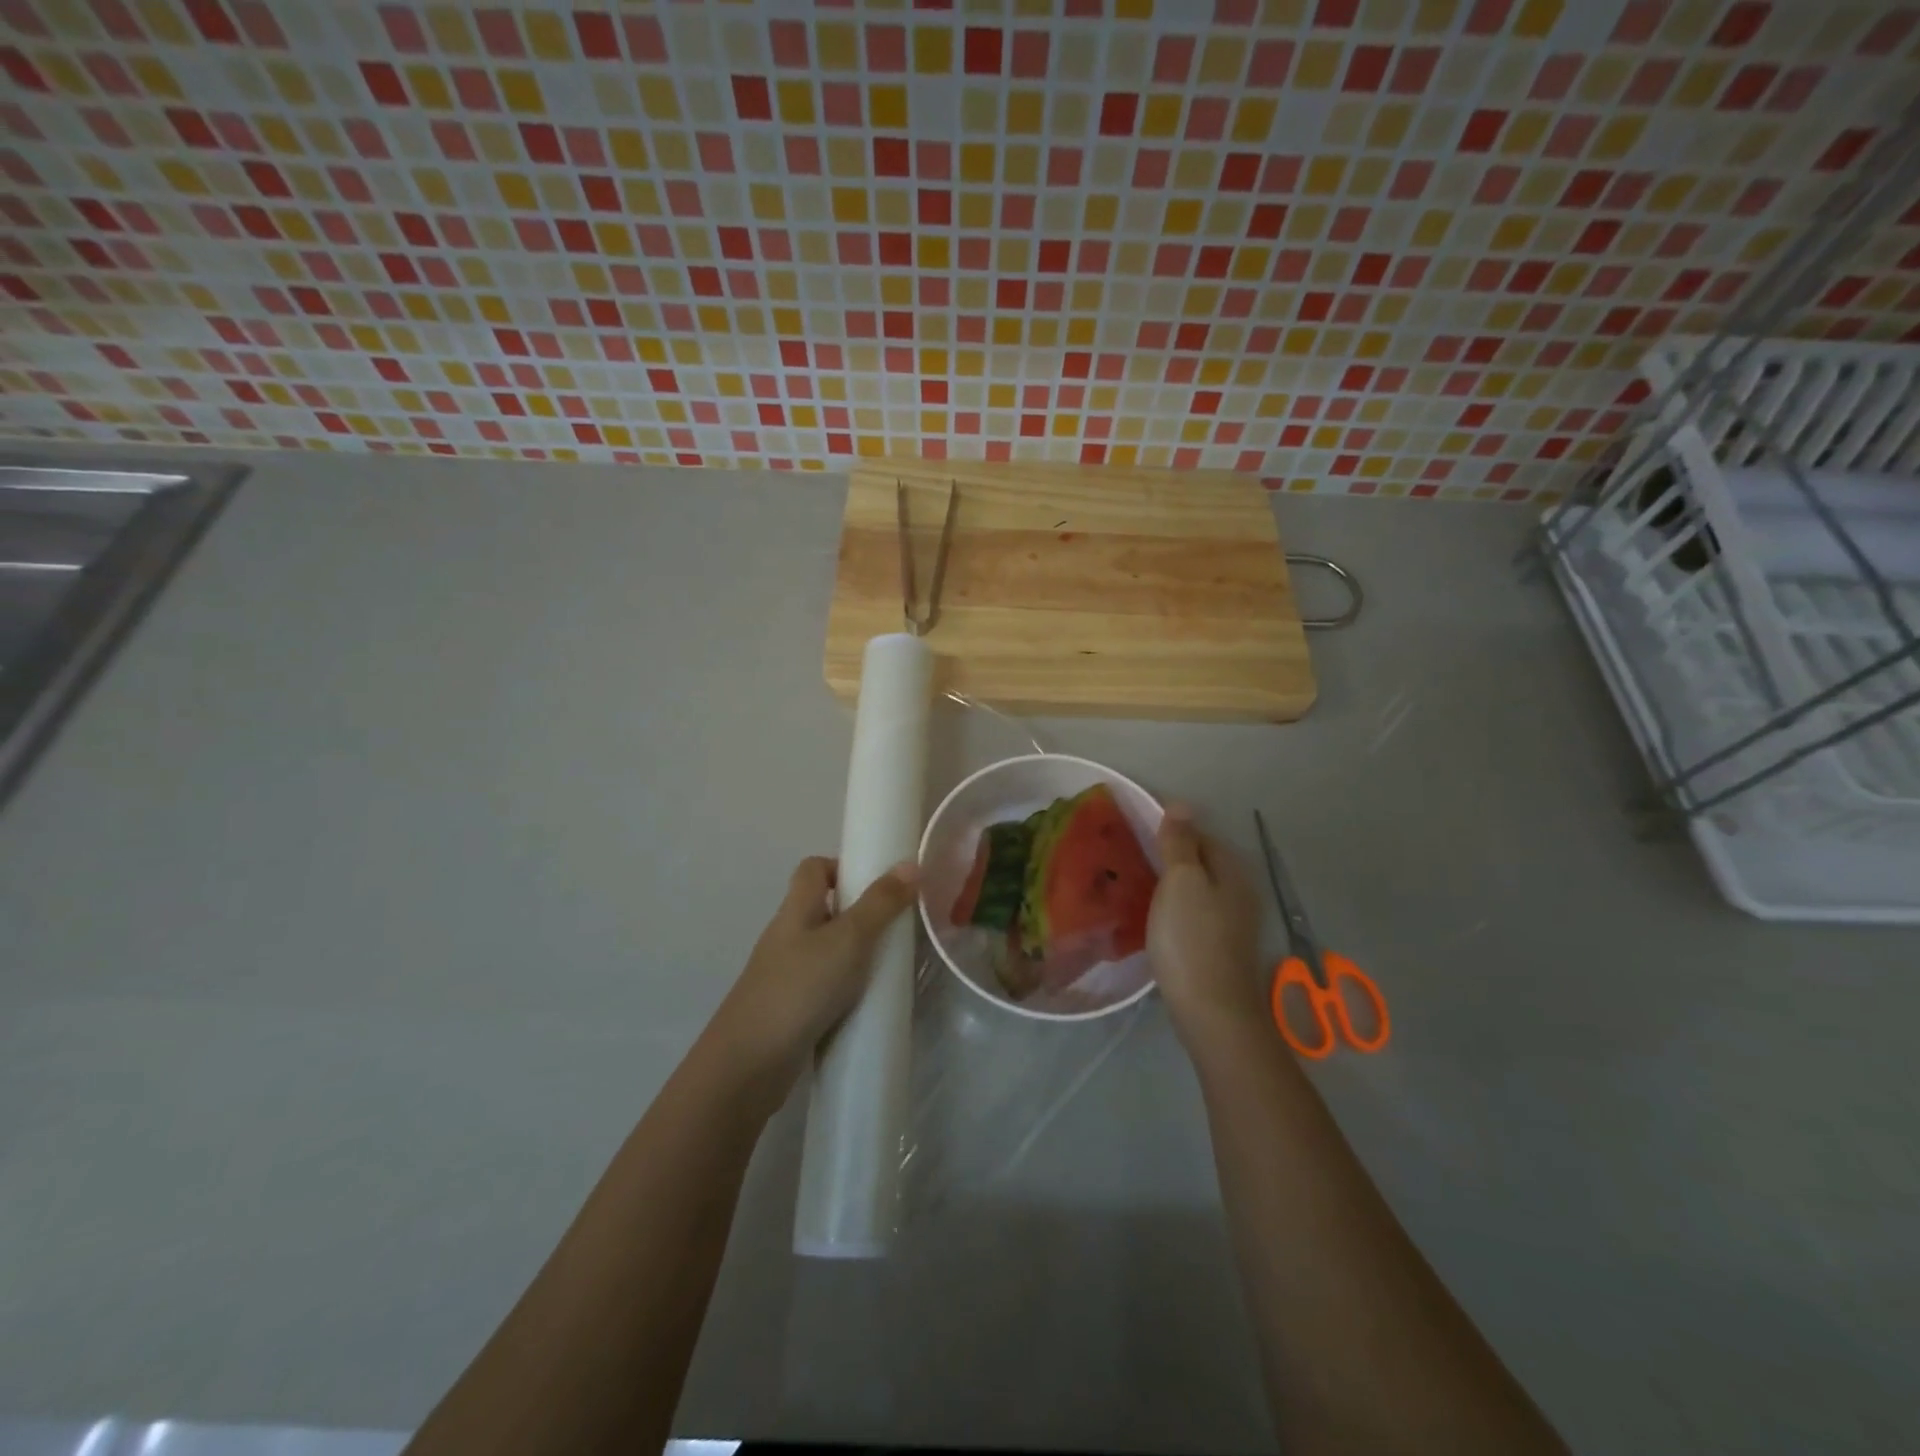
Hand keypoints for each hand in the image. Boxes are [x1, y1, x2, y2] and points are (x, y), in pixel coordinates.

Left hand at [708, 856, 919, 1091]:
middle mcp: (788, 936)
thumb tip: (910, 864)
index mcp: (796, 910)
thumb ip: (880, 904)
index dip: (843, 867)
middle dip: (860, 914)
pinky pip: (825, 986)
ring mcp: (786, 975)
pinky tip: (869, 1002)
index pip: (813, 869)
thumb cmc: (800, 988)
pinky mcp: (791, 1009)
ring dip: (857, 954)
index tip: (879, 883)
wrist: (748, 1065)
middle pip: (823, 908)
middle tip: (897, 926)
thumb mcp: (848, 940)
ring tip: (892, 965)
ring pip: (827, 950)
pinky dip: (847, 989)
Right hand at [1148, 807, 1268, 1044]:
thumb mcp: (1181, 881)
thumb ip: (1180, 843)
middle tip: (1127, 855)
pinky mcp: (1220, 947)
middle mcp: (1239, 891)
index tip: (1133, 828)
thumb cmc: (1191, 939)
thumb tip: (1182, 804)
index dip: (1169, 827)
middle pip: (1200, 861)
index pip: (1199, 833)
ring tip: (1133, 882)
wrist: (1211, 1011)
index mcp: (1232, 869)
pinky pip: (1194, 912)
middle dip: (1168, 855)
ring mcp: (1232, 922)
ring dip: (1169, 883)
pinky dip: (1174, 907)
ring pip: (1197, 888)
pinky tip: (1153, 916)